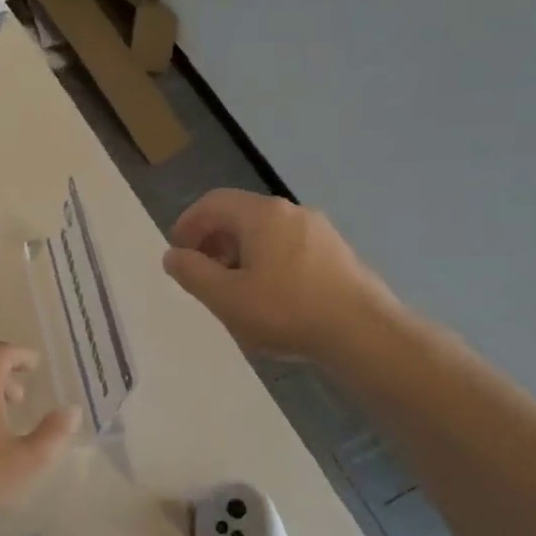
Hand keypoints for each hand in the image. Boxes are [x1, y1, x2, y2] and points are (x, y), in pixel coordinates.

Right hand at [163, 189, 398, 359]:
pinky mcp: (337, 254)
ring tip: (233, 288)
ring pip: (267, 232)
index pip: (213, 203)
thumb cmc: (285, 311)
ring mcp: (319, 231)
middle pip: (241, 215)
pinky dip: (267, 261)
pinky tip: (269, 296)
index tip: (177, 252)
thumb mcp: (225, 297)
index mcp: (261, 215)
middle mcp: (292, 212)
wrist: (362, 333)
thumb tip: (173, 255)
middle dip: (213, 240)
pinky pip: (290, 247)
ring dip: (240, 253)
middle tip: (201, 272)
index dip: (188, 224)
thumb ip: (192, 273)